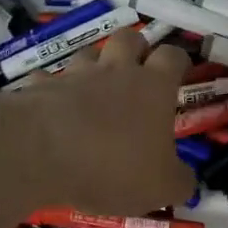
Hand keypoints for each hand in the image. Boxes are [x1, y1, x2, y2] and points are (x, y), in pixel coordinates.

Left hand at [13, 29, 195, 214]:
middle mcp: (118, 70)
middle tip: (136, 72)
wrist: (42, 152)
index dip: (178, 61)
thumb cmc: (113, 165)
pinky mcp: (41, 87)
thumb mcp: (160, 189)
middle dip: (136, 48)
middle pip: (130, 38)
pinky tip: (50, 106)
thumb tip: (185, 180)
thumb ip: (178, 182)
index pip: (173, 56)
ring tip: (93, 89)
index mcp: (154, 86)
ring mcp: (77, 75)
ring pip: (89, 53)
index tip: (178, 74)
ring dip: (94, 65)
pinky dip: (50, 88)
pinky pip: (46, 79)